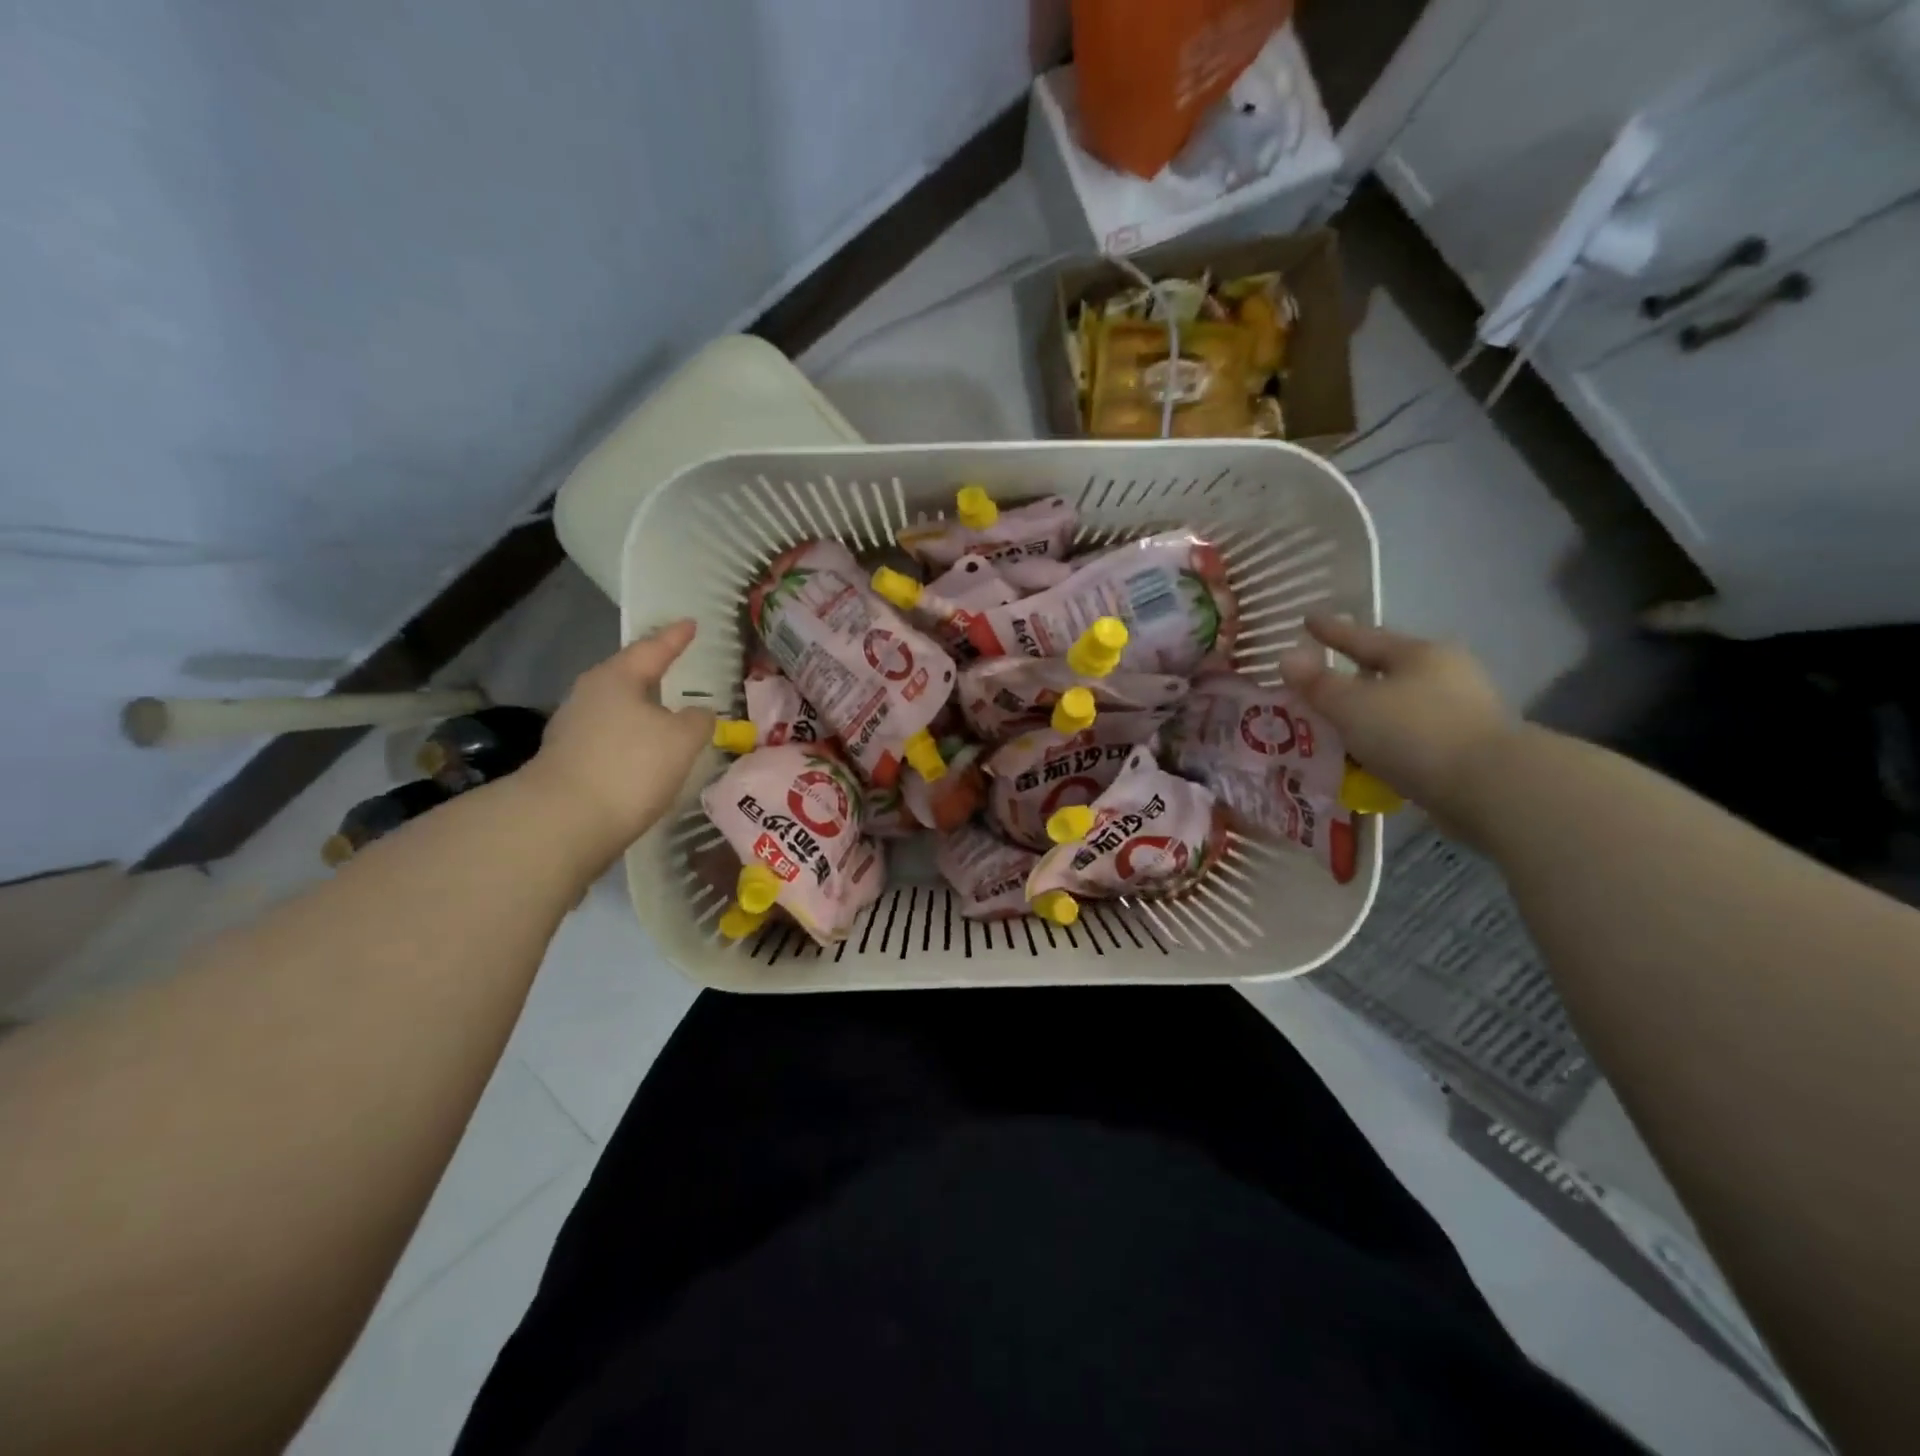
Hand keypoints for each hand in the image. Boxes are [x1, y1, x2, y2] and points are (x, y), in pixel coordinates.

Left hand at [523, 620, 714, 858]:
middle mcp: (589, 695)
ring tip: (670, 714)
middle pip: (629, 676)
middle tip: (678, 665)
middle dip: (654, 672)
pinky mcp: (570, 761)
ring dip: (644, 710)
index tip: (691, 623)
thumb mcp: (682, 739)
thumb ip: (698, 720)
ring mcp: (574, 729)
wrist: (565, 822)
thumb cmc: (630, 766)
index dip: (676, 637)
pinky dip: (634, 740)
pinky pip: (612, 738)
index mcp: (616, 678)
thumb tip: (698, 715)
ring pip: (619, 709)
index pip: (653, 649)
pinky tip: (648, 753)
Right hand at [1277, 616, 1514, 821]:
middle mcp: (1444, 673)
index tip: (1306, 619)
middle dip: (1353, 673)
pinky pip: (1411, 735)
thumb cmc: (1414, 733)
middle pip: (1387, 668)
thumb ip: (1317, 684)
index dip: (1331, 630)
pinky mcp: (1466, 747)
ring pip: (1400, 703)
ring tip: (1338, 722)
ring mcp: (1461, 710)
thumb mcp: (1352, 707)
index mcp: (1417, 654)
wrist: (1490, 788)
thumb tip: (1286, 657)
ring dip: (1369, 711)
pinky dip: (1386, 740)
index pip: (1363, 636)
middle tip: (1321, 677)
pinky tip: (1368, 754)